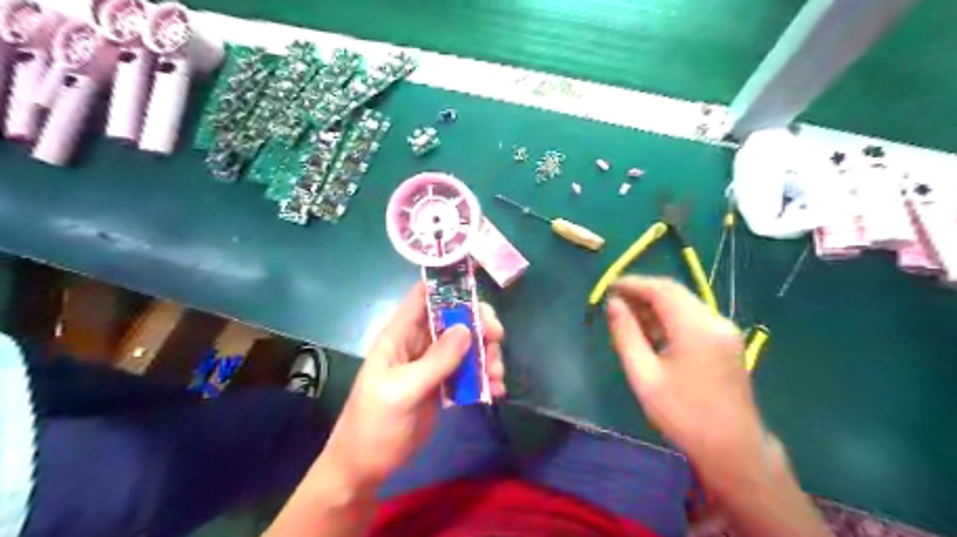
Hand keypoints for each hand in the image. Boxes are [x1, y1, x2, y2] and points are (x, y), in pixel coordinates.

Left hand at [320, 284, 502, 492]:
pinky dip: (484, 377)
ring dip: (486, 354)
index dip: (448, 284)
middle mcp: (417, 343)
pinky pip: (468, 371)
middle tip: (497, 338)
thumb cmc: (374, 425)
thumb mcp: (402, 391)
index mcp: (399, 335)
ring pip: (466, 345)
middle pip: (453, 318)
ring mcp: (431, 364)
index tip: (479, 284)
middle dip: (478, 323)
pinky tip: (495, 391)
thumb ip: (435, 361)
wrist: (366, 468)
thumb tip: (467, 328)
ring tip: (497, 376)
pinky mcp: (442, 385)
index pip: (423, 296)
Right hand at [609, 277, 767, 469]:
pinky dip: (669, 317)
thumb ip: (626, 335)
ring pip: (684, 303)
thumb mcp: (644, 376)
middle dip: (643, 292)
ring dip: (655, 304)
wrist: (733, 448)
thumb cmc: (683, 415)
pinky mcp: (726, 341)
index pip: (661, 289)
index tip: (609, 287)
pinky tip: (651, 332)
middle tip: (615, 301)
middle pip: (674, 292)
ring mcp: (724, 330)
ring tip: (628, 317)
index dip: (633, 283)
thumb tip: (613, 304)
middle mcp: (714, 320)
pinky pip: (693, 317)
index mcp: (695, 328)